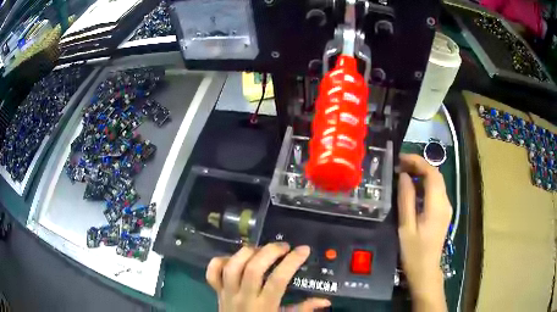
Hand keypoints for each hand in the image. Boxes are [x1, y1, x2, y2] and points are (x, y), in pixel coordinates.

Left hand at [206, 243, 330, 311]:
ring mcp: (227, 293)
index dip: (291, 262)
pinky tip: (234, 258)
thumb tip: (325, 300)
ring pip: (231, 267)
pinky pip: (212, 273)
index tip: (303, 249)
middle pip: (253, 269)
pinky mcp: (216, 291)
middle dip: (269, 252)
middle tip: (283, 246)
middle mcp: (244, 297)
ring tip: (260, 249)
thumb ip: (303, 309)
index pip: (277, 280)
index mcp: (264, 306)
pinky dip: (220, 261)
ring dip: (246, 253)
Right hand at [398, 154, 451, 310]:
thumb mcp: (406, 227)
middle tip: (399, 165)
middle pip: (436, 175)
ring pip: (436, 182)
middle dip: (419, 165)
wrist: (426, 271)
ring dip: (421, 174)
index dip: (418, 162)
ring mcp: (446, 208)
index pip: (432, 173)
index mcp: (437, 205)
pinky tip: (412, 189)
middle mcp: (445, 203)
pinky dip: (424, 185)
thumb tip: (404, 176)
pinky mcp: (443, 213)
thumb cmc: (414, 252)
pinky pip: (435, 192)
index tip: (401, 158)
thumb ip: (406, 199)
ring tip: (403, 173)